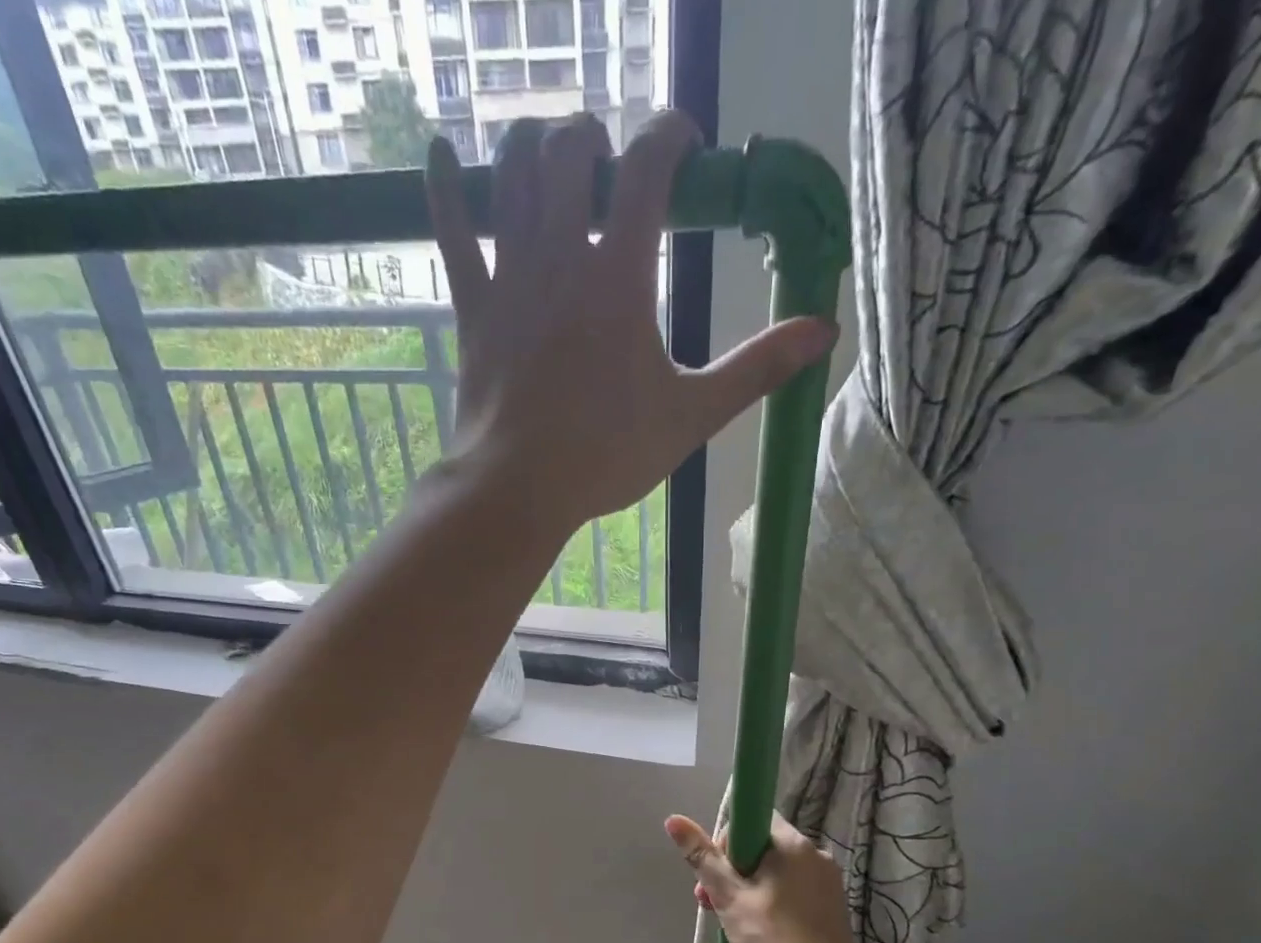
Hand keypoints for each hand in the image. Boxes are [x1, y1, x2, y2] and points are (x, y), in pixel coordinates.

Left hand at [424, 111, 834, 534]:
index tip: (685, 144)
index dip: (670, 134)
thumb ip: (755, 370)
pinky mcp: (473, 308)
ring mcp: (509, 278)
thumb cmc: (607, 456)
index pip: (648, 165)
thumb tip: (823, 331)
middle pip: (572, 150)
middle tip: (611, 167)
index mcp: (620, 275)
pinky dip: (441, 187)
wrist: (520, 490)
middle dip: (595, 138)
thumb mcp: (692, 416)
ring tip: (554, 159)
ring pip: (512, 174)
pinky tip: (437, 152)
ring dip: (534, 148)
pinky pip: (449, 232)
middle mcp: (561, 256)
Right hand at [665, 812, 859, 942]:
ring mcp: (829, 879)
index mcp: (793, 843)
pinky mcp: (834, 903)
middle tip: (713, 903)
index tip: (717, 873)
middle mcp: (816, 853)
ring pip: (778, 870)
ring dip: (751, 887)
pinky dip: (775, 900)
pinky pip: (795, 888)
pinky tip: (764, 929)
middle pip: (763, 847)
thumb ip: (703, 857)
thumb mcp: (729, 897)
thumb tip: (674, 820)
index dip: (727, 842)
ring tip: (734, 921)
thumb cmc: (772, 939)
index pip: (752, 820)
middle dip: (734, 870)